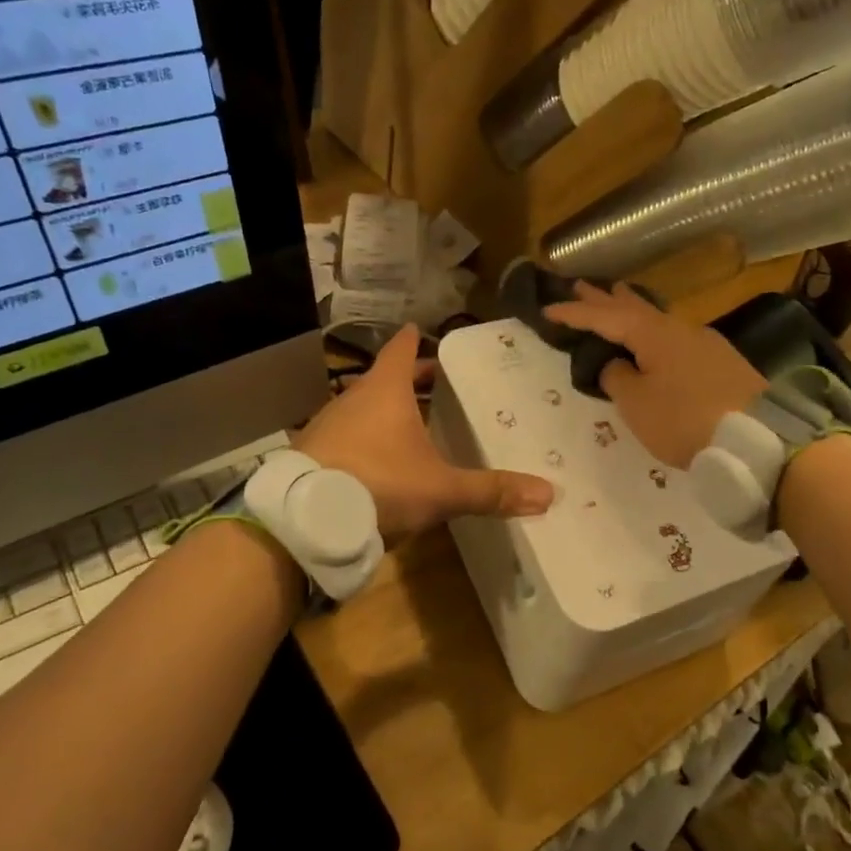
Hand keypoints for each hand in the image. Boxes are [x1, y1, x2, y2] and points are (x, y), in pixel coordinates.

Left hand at [297, 324, 553, 539]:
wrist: (302, 521)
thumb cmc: (379, 485)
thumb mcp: (441, 490)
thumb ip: (491, 491)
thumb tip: (548, 494)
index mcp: (386, 391)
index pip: (403, 350)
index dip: (416, 340)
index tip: (424, 330)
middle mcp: (353, 399)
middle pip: (385, 379)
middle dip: (411, 381)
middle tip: (438, 383)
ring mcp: (326, 425)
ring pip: (362, 408)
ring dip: (385, 412)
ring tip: (411, 425)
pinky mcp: (310, 453)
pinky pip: (344, 436)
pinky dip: (364, 440)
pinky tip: (376, 464)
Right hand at [543, 282, 767, 467]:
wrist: (759, 439)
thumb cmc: (686, 420)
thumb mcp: (638, 405)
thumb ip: (618, 378)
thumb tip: (617, 364)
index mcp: (654, 335)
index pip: (605, 317)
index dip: (575, 314)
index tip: (548, 309)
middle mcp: (679, 329)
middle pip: (634, 308)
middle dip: (605, 298)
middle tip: (580, 285)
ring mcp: (705, 343)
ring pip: (658, 320)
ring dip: (632, 310)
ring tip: (617, 297)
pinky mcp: (721, 362)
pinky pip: (675, 337)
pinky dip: (654, 331)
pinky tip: (656, 338)